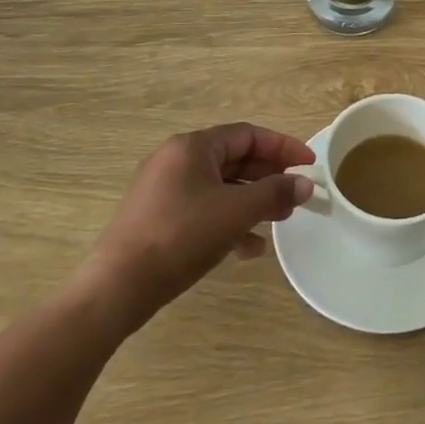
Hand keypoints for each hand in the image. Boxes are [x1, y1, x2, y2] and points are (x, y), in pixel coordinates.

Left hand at [73, 123, 315, 331]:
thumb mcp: (235, 212)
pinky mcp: (156, 219)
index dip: (282, 148)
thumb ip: (274, 193)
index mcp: (193, 147)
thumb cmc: (180, 237)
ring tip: (278, 222)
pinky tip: (247, 249)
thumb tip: (305, 184)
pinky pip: (202, 209)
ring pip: (220, 187)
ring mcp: (163, 190)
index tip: (308, 165)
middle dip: (268, 178)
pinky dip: (227, 222)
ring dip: (251, 202)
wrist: (116, 288)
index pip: (248, 135)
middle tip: (296, 196)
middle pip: (234, 160)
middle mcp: (176, 160)